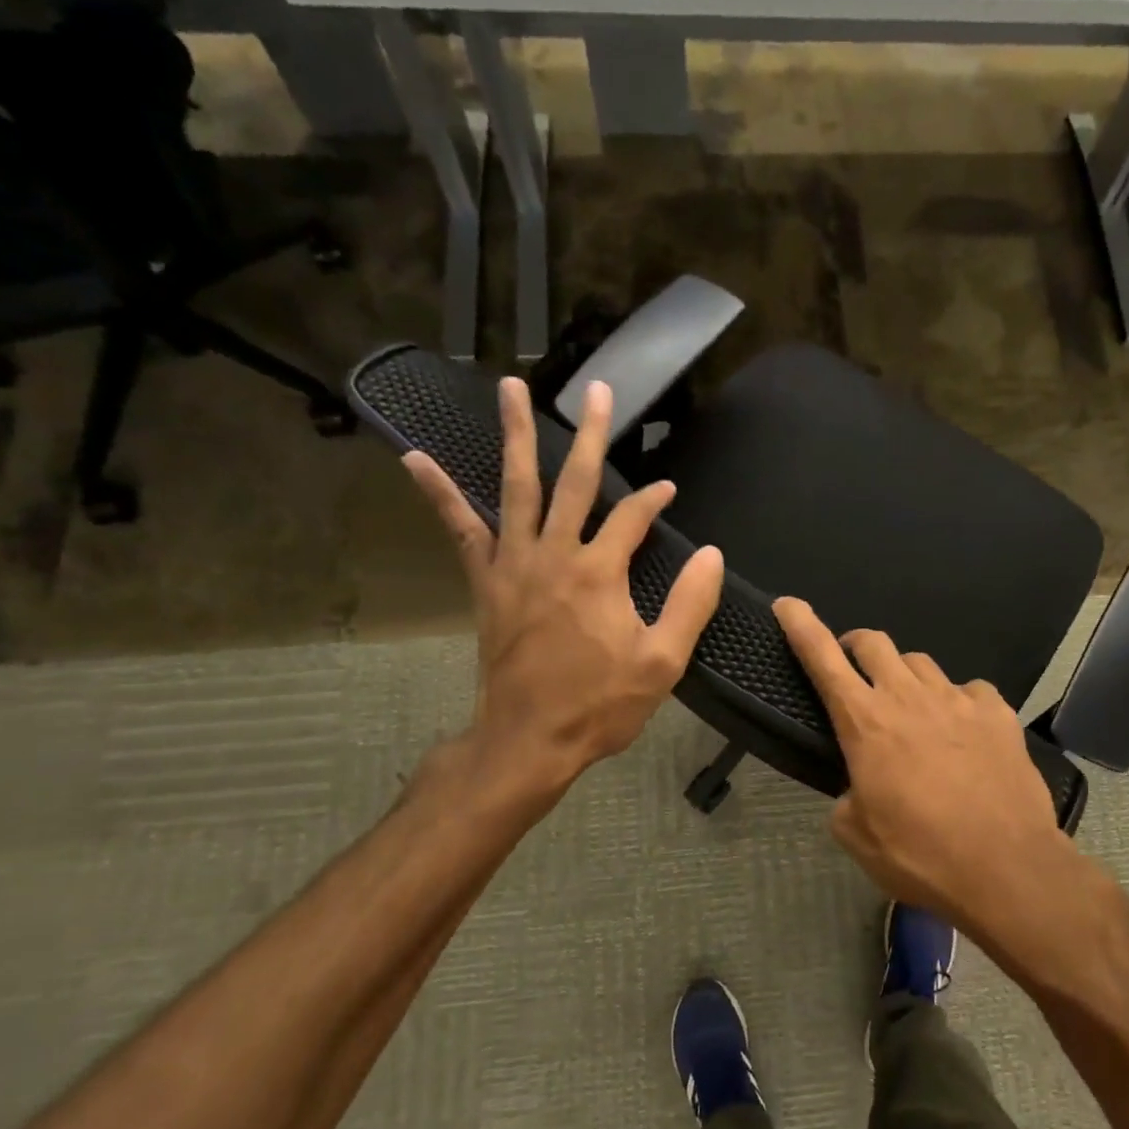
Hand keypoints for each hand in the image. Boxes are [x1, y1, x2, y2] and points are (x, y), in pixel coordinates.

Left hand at [407, 377, 723, 814]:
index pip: (633, 516)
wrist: (528, 740)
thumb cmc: (600, 704)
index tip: (668, 491)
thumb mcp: (664, 662)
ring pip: (517, 487)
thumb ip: (691, 604)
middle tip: (598, 389)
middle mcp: (554, 554)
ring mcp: (514, 564)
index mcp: (600, 572)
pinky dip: (440, 494)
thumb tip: (712, 555)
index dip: (655, 500)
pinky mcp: (487, 583)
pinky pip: (462, 530)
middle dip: (592, 433)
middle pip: (576, 481)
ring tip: (511, 389)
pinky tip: (416, 460)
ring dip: (516, 436)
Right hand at [772, 597, 1093, 956]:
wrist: (1007, 869)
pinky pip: (969, 689)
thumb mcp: (858, 835)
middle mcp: (909, 697)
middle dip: (855, 647)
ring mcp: (957, 699)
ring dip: (904, 676)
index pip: (822, 657)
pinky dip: (957, 701)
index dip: (800, 625)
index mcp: (865, 722)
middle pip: (873, 642)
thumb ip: (845, 798)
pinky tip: (963, 728)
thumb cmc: (921, 855)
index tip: (787, 604)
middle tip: (854, 671)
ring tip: (911, 708)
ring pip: (920, 662)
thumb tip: (857, 787)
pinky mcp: (997, 712)